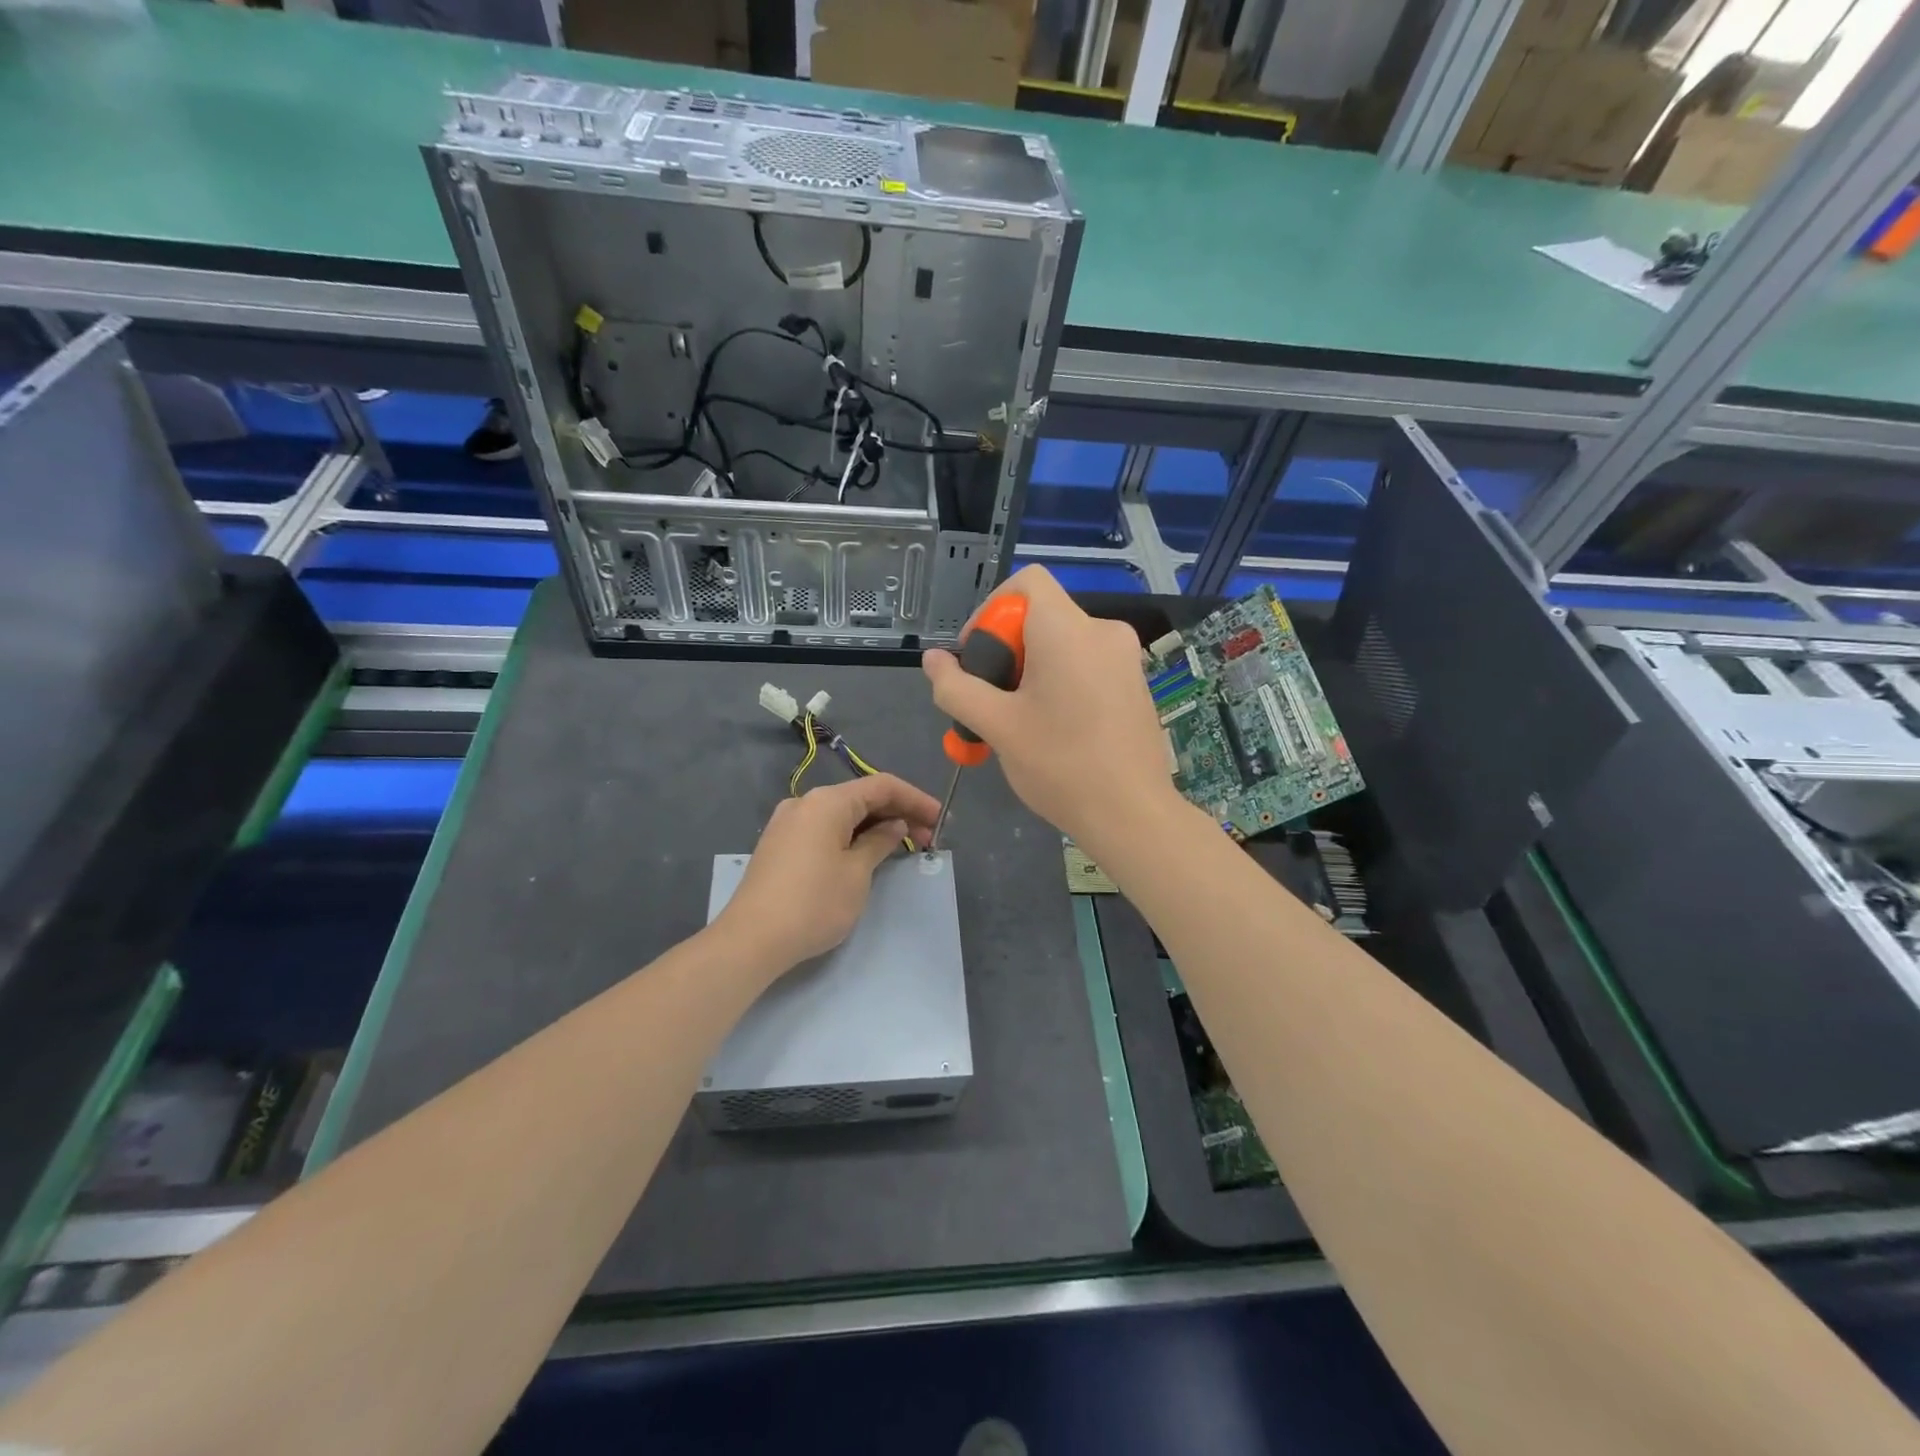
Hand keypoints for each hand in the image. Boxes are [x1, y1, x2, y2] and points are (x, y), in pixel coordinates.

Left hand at [715, 773, 941, 974]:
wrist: (751, 940)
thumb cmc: (813, 903)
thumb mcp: (857, 873)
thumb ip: (879, 843)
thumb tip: (894, 827)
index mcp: (827, 801)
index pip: (882, 786)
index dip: (915, 799)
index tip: (940, 819)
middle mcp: (805, 803)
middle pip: (861, 797)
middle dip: (897, 814)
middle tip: (928, 838)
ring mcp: (788, 823)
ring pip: (842, 815)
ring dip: (875, 826)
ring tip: (903, 847)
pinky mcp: (780, 845)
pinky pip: (825, 829)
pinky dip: (851, 836)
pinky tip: (868, 853)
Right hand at [922, 566, 1182, 852]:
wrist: (1132, 815)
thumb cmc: (1060, 765)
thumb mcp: (996, 726)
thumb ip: (957, 687)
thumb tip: (933, 660)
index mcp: (1068, 630)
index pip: (1026, 581)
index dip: (991, 610)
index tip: (980, 658)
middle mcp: (1103, 631)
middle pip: (1041, 616)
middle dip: (1007, 651)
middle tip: (991, 701)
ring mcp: (1125, 658)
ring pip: (1062, 644)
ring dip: (1030, 672)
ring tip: (1016, 722)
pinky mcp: (1135, 684)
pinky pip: (1086, 665)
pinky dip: (1060, 682)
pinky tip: (1052, 729)